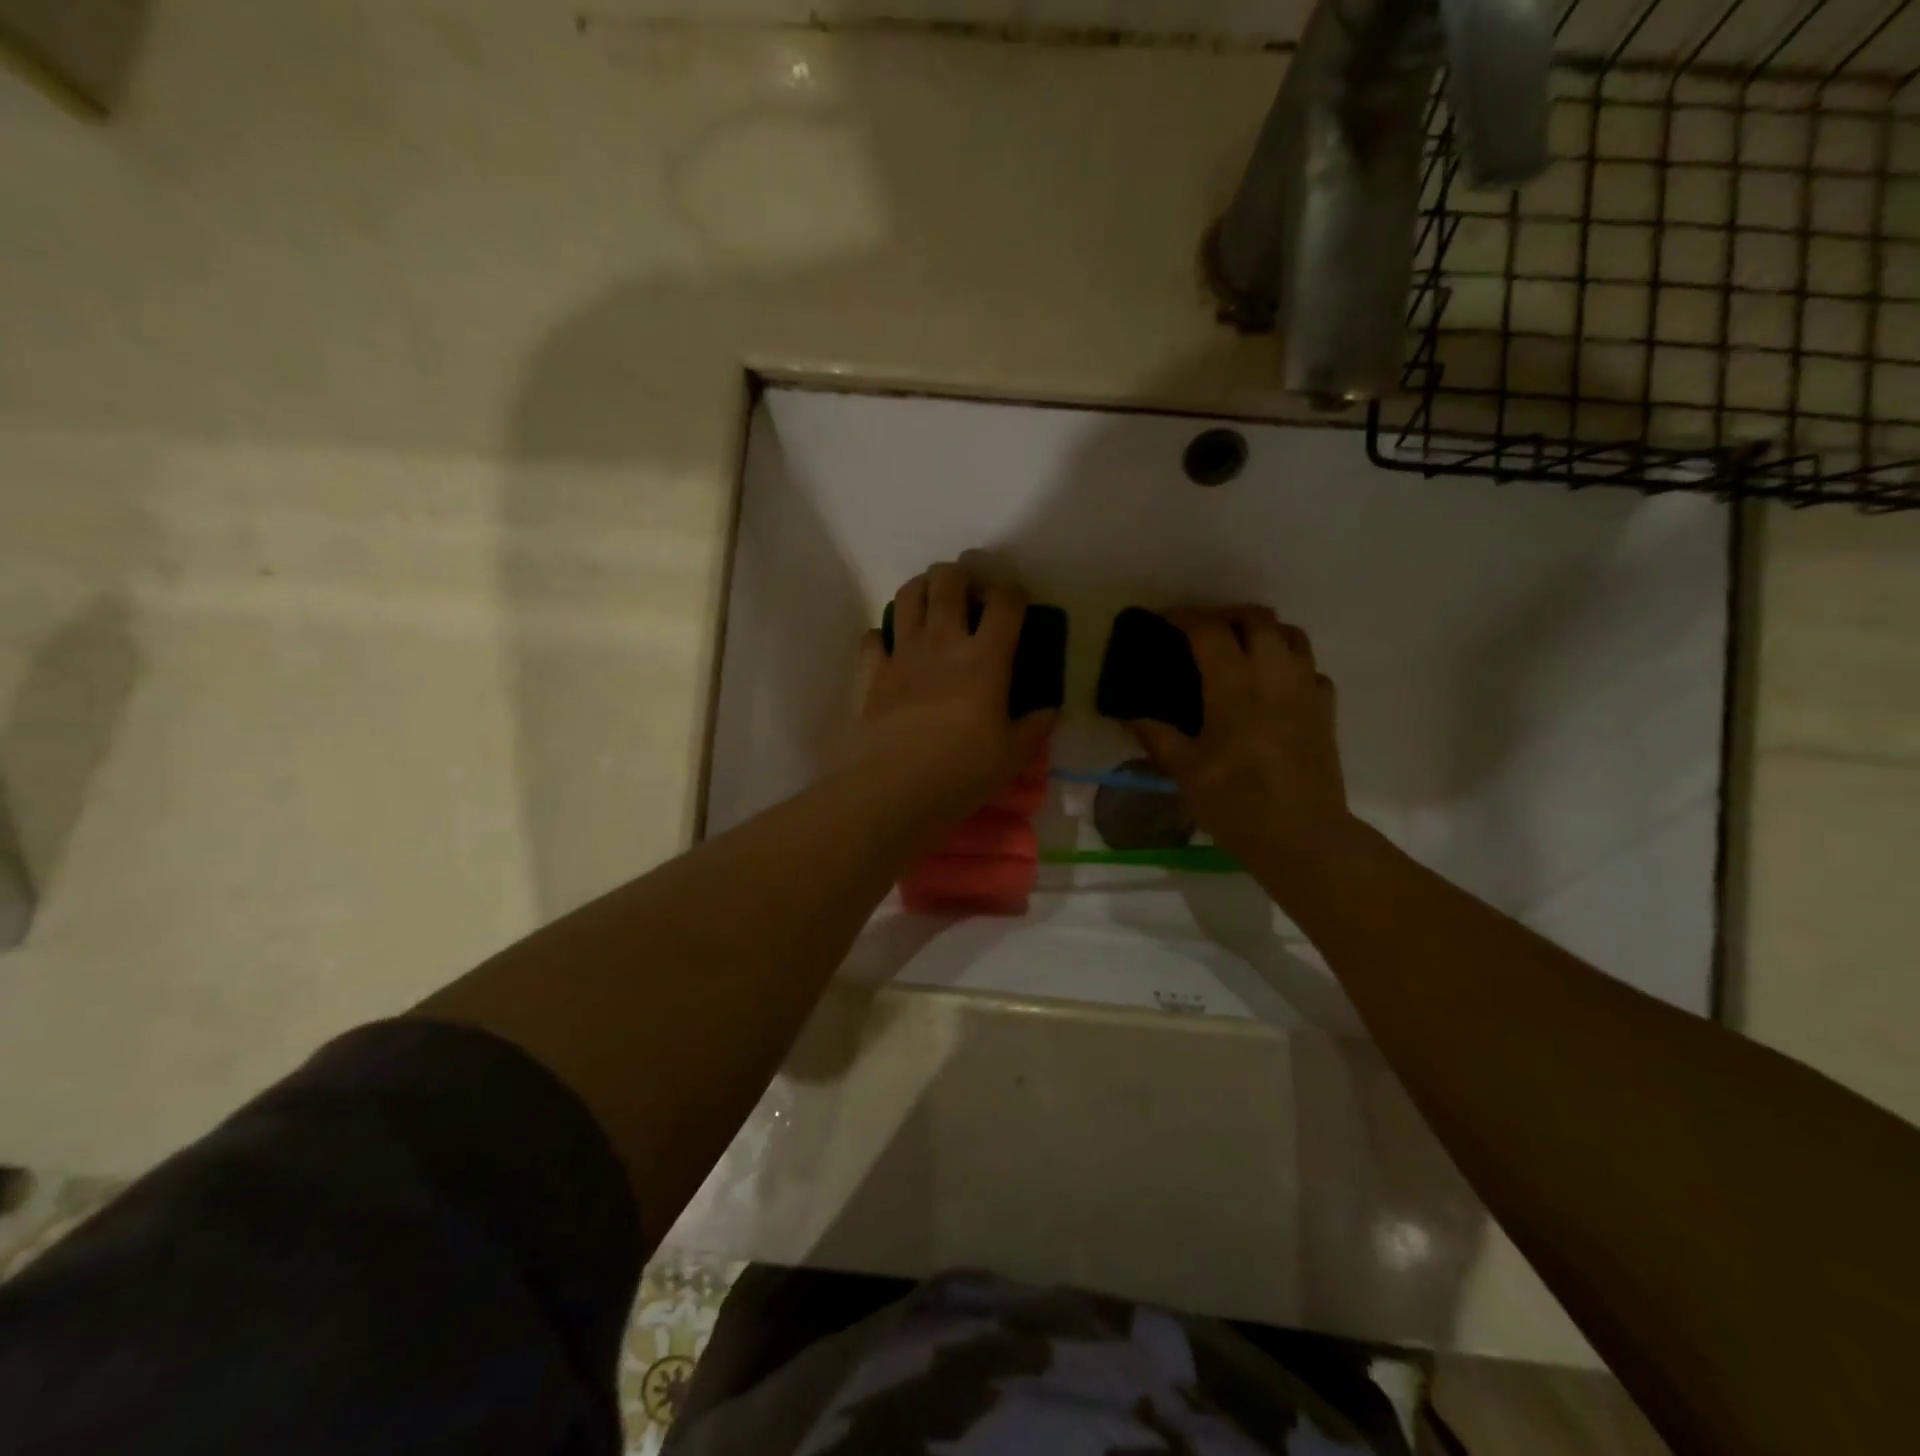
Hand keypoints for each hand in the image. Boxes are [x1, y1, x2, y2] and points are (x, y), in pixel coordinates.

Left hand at [853, 561, 1055, 823]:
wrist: (897, 786)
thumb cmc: (963, 769)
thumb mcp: (1013, 755)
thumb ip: (1034, 728)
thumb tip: (1049, 711)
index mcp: (986, 657)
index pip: (1005, 602)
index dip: (1012, 591)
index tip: (1014, 601)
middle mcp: (943, 642)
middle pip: (949, 581)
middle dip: (961, 575)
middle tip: (968, 592)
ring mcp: (903, 653)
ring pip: (908, 596)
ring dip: (921, 589)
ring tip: (931, 602)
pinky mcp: (873, 673)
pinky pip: (873, 638)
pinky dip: (882, 636)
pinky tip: (891, 648)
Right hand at [1127, 606, 1351, 875]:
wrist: (1302, 836)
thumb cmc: (1236, 803)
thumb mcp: (1185, 772)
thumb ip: (1157, 737)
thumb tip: (1131, 717)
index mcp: (1234, 685)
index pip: (1209, 630)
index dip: (1185, 616)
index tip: (1165, 619)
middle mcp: (1274, 675)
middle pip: (1256, 619)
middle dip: (1225, 615)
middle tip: (1201, 631)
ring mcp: (1306, 690)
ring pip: (1291, 635)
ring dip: (1262, 631)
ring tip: (1239, 649)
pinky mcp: (1325, 710)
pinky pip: (1310, 669)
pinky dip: (1289, 664)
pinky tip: (1273, 686)